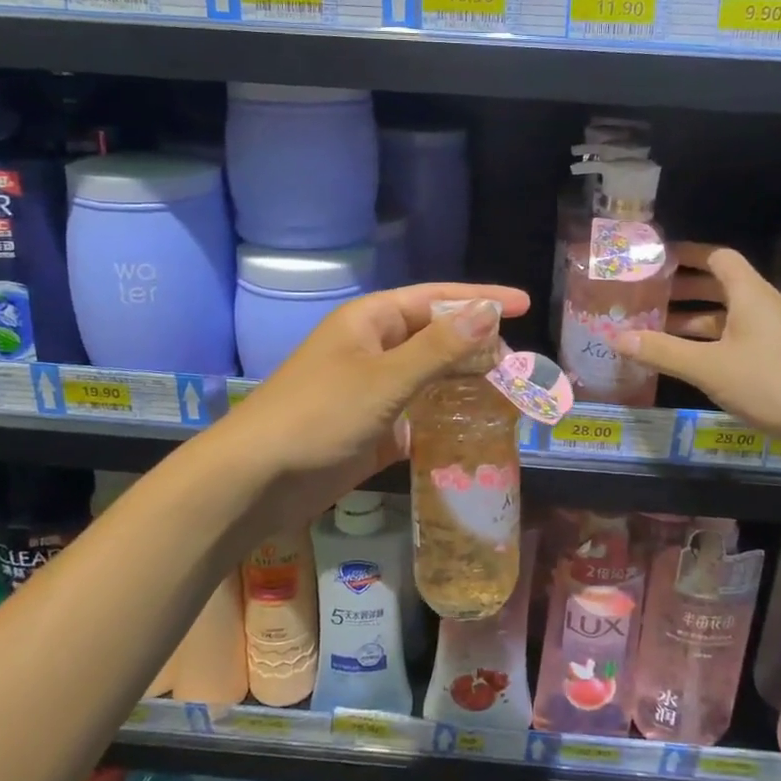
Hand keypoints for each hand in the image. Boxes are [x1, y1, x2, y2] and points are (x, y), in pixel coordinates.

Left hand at [213, 282, 530, 535]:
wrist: (255, 481)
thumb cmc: (319, 415)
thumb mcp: (385, 378)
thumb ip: (440, 347)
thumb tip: (489, 312)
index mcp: (371, 321)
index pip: (436, 299)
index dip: (480, 300)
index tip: (524, 306)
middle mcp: (372, 349)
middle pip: (435, 337)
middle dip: (477, 346)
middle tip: (519, 364)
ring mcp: (370, 391)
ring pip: (429, 377)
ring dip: (464, 383)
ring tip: (507, 394)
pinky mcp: (370, 429)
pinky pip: (417, 414)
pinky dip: (444, 418)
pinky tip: (473, 428)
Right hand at [619, 243, 780, 458]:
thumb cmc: (771, 383)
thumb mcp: (709, 367)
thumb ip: (662, 351)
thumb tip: (615, 337)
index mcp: (749, 295)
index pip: (718, 257)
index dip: (688, 254)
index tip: (655, 259)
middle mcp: (761, 308)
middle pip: (719, 286)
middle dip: (682, 289)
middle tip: (645, 296)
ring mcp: (771, 336)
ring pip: (725, 317)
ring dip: (692, 321)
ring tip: (653, 330)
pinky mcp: (775, 361)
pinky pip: (733, 341)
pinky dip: (707, 344)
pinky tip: (684, 362)